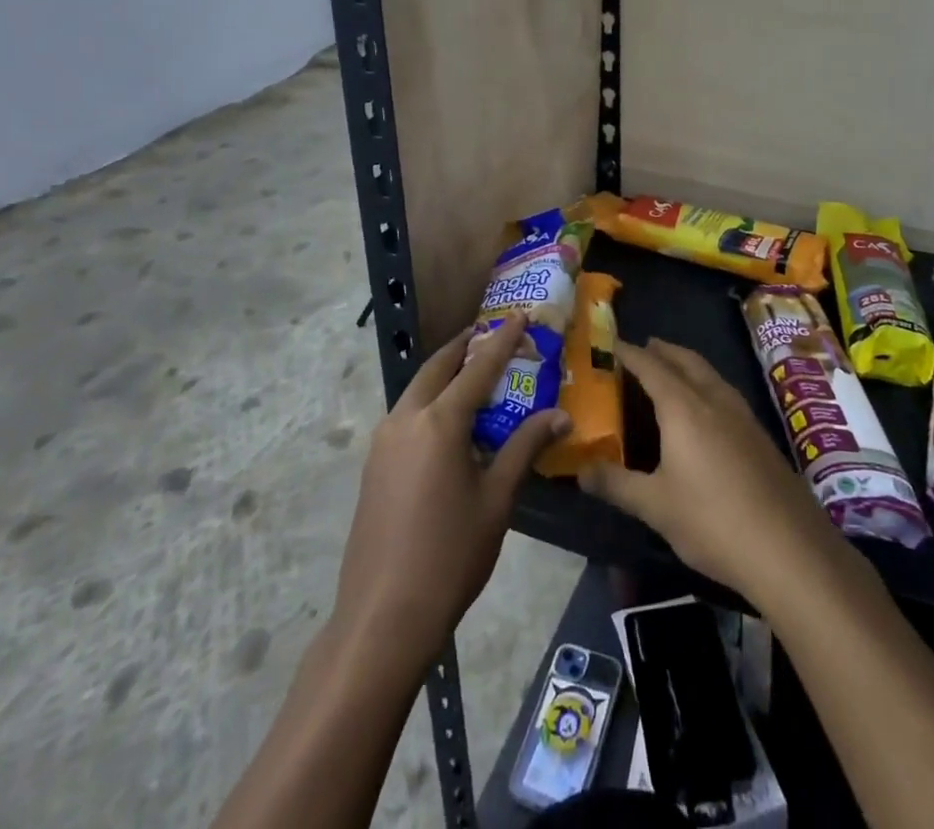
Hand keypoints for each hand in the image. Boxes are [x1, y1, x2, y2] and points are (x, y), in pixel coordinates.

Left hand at [330, 314, 567, 669]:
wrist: (383, 616)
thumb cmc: (450, 554)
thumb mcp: (497, 499)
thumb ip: (525, 448)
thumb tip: (560, 417)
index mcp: (439, 421)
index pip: (478, 367)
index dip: (502, 340)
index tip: (521, 316)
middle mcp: (406, 418)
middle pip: (438, 368)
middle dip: (465, 348)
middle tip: (492, 337)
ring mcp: (383, 441)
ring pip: (417, 390)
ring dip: (445, 374)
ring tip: (474, 375)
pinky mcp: (373, 464)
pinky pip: (406, 415)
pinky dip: (430, 402)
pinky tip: (448, 423)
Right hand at [582, 338, 843, 610]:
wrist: (789, 549)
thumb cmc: (713, 521)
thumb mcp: (655, 506)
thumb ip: (616, 484)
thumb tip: (581, 471)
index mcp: (684, 407)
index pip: (651, 367)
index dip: (630, 354)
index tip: (612, 344)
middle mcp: (714, 400)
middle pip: (686, 361)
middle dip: (663, 351)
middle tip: (643, 347)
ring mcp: (743, 416)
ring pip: (710, 374)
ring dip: (688, 364)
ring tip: (671, 369)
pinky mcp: (760, 436)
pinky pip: (724, 393)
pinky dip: (706, 384)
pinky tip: (705, 409)